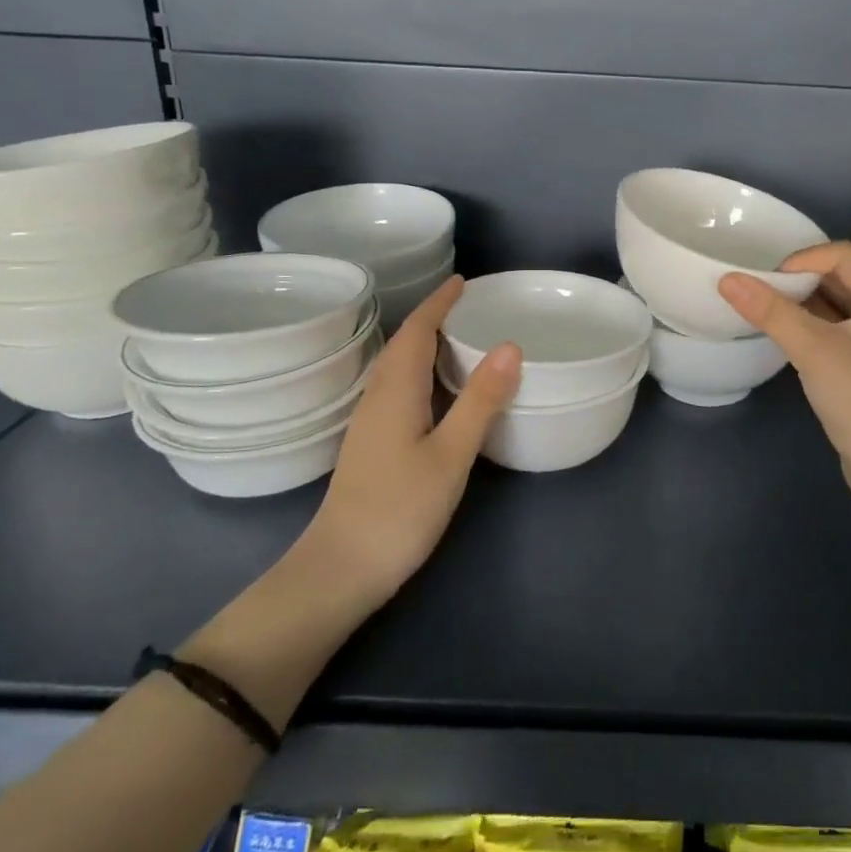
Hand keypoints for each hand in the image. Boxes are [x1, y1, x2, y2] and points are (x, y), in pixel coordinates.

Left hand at [299, 276, 520, 609]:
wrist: (340, 570)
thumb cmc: (399, 509)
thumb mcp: (451, 454)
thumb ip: (480, 401)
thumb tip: (510, 346)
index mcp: (396, 392)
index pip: (416, 331)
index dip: (438, 303)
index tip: (462, 281)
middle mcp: (378, 398)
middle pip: (402, 345)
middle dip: (431, 318)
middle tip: (468, 306)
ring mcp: (369, 423)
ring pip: (396, 367)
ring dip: (423, 343)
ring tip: (458, 337)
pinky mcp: (371, 444)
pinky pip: (396, 388)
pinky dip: (418, 370)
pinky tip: (437, 389)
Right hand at [718, 242, 850, 509]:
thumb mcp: (815, 350)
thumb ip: (772, 312)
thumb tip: (727, 279)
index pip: (843, 255)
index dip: (802, 259)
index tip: (766, 279)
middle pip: (841, 276)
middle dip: (800, 279)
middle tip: (760, 290)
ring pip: (838, 304)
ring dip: (803, 303)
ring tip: (765, 308)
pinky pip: (837, 329)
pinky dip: (811, 326)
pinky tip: (785, 334)